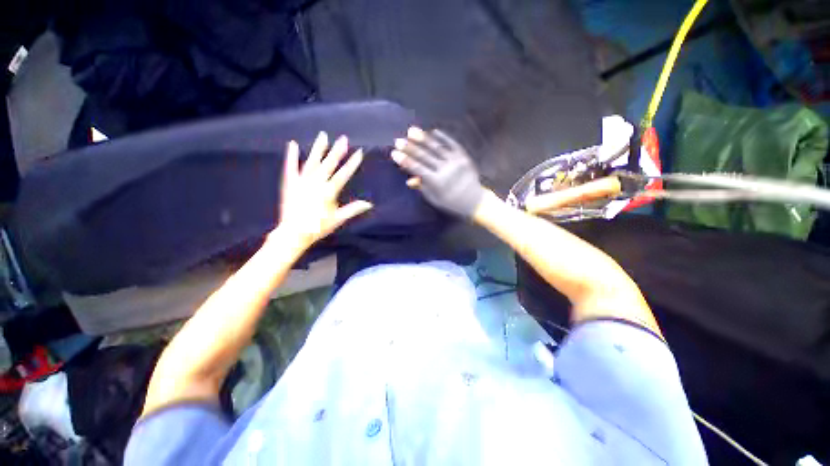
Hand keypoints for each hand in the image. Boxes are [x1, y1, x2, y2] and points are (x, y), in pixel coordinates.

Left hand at [274, 131, 372, 251]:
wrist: (294, 233)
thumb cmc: (318, 227)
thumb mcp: (338, 219)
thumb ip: (353, 209)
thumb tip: (369, 204)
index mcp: (329, 191)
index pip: (344, 174)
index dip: (353, 163)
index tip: (359, 152)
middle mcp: (316, 182)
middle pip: (329, 164)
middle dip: (338, 151)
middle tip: (344, 138)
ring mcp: (302, 181)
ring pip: (312, 162)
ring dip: (319, 149)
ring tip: (324, 136)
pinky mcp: (290, 183)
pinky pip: (291, 167)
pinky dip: (292, 155)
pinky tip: (293, 144)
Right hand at [391, 127, 485, 217]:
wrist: (474, 201)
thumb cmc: (451, 202)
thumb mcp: (434, 199)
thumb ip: (422, 187)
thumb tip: (408, 180)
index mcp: (437, 182)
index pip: (417, 168)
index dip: (405, 160)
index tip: (394, 153)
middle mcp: (446, 169)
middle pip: (425, 156)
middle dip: (410, 148)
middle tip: (398, 140)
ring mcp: (456, 161)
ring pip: (437, 147)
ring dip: (423, 139)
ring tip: (411, 131)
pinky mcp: (464, 156)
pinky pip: (452, 144)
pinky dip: (442, 137)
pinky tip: (432, 131)